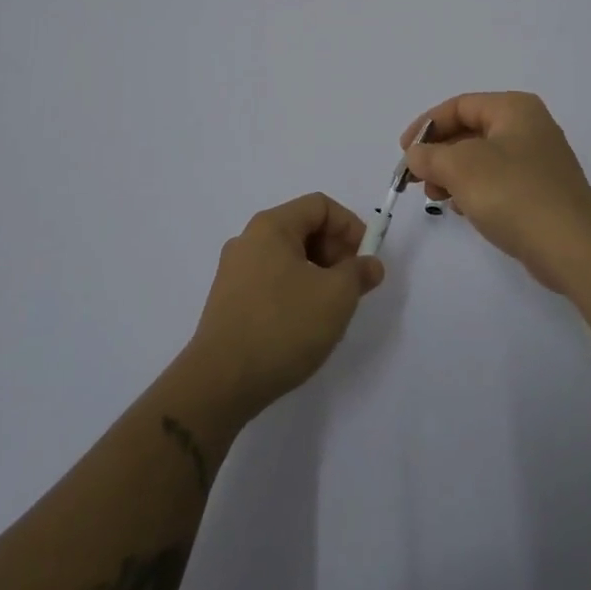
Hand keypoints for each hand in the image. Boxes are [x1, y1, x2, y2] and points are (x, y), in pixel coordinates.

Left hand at [187, 193, 384, 415]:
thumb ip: (359, 272)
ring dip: (318, 274)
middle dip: (336, 251)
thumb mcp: (336, 296)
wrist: (220, 383)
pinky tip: (305, 324)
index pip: (320, 206)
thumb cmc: (283, 326)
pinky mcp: (229, 302)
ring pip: (288, 258)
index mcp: (271, 227)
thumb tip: (369, 265)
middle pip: (303, 229)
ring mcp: (234, 272)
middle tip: (353, 285)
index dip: (350, 226)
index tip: (366, 259)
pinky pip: (272, 281)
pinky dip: (296, 291)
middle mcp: (248, 240)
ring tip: (332, 308)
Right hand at [400, 92, 590, 294]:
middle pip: (470, 130)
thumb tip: (416, 155)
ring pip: (482, 158)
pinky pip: (497, 181)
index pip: (459, 106)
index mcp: (514, 108)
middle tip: (417, 179)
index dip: (426, 126)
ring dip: (453, 173)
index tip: (404, 153)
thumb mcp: (461, 167)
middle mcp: (529, 127)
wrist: (572, 247)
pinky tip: (462, 209)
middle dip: (439, 153)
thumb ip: (430, 156)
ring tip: (436, 197)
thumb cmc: (514, 194)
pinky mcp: (541, 191)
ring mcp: (538, 160)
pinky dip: (474, 189)